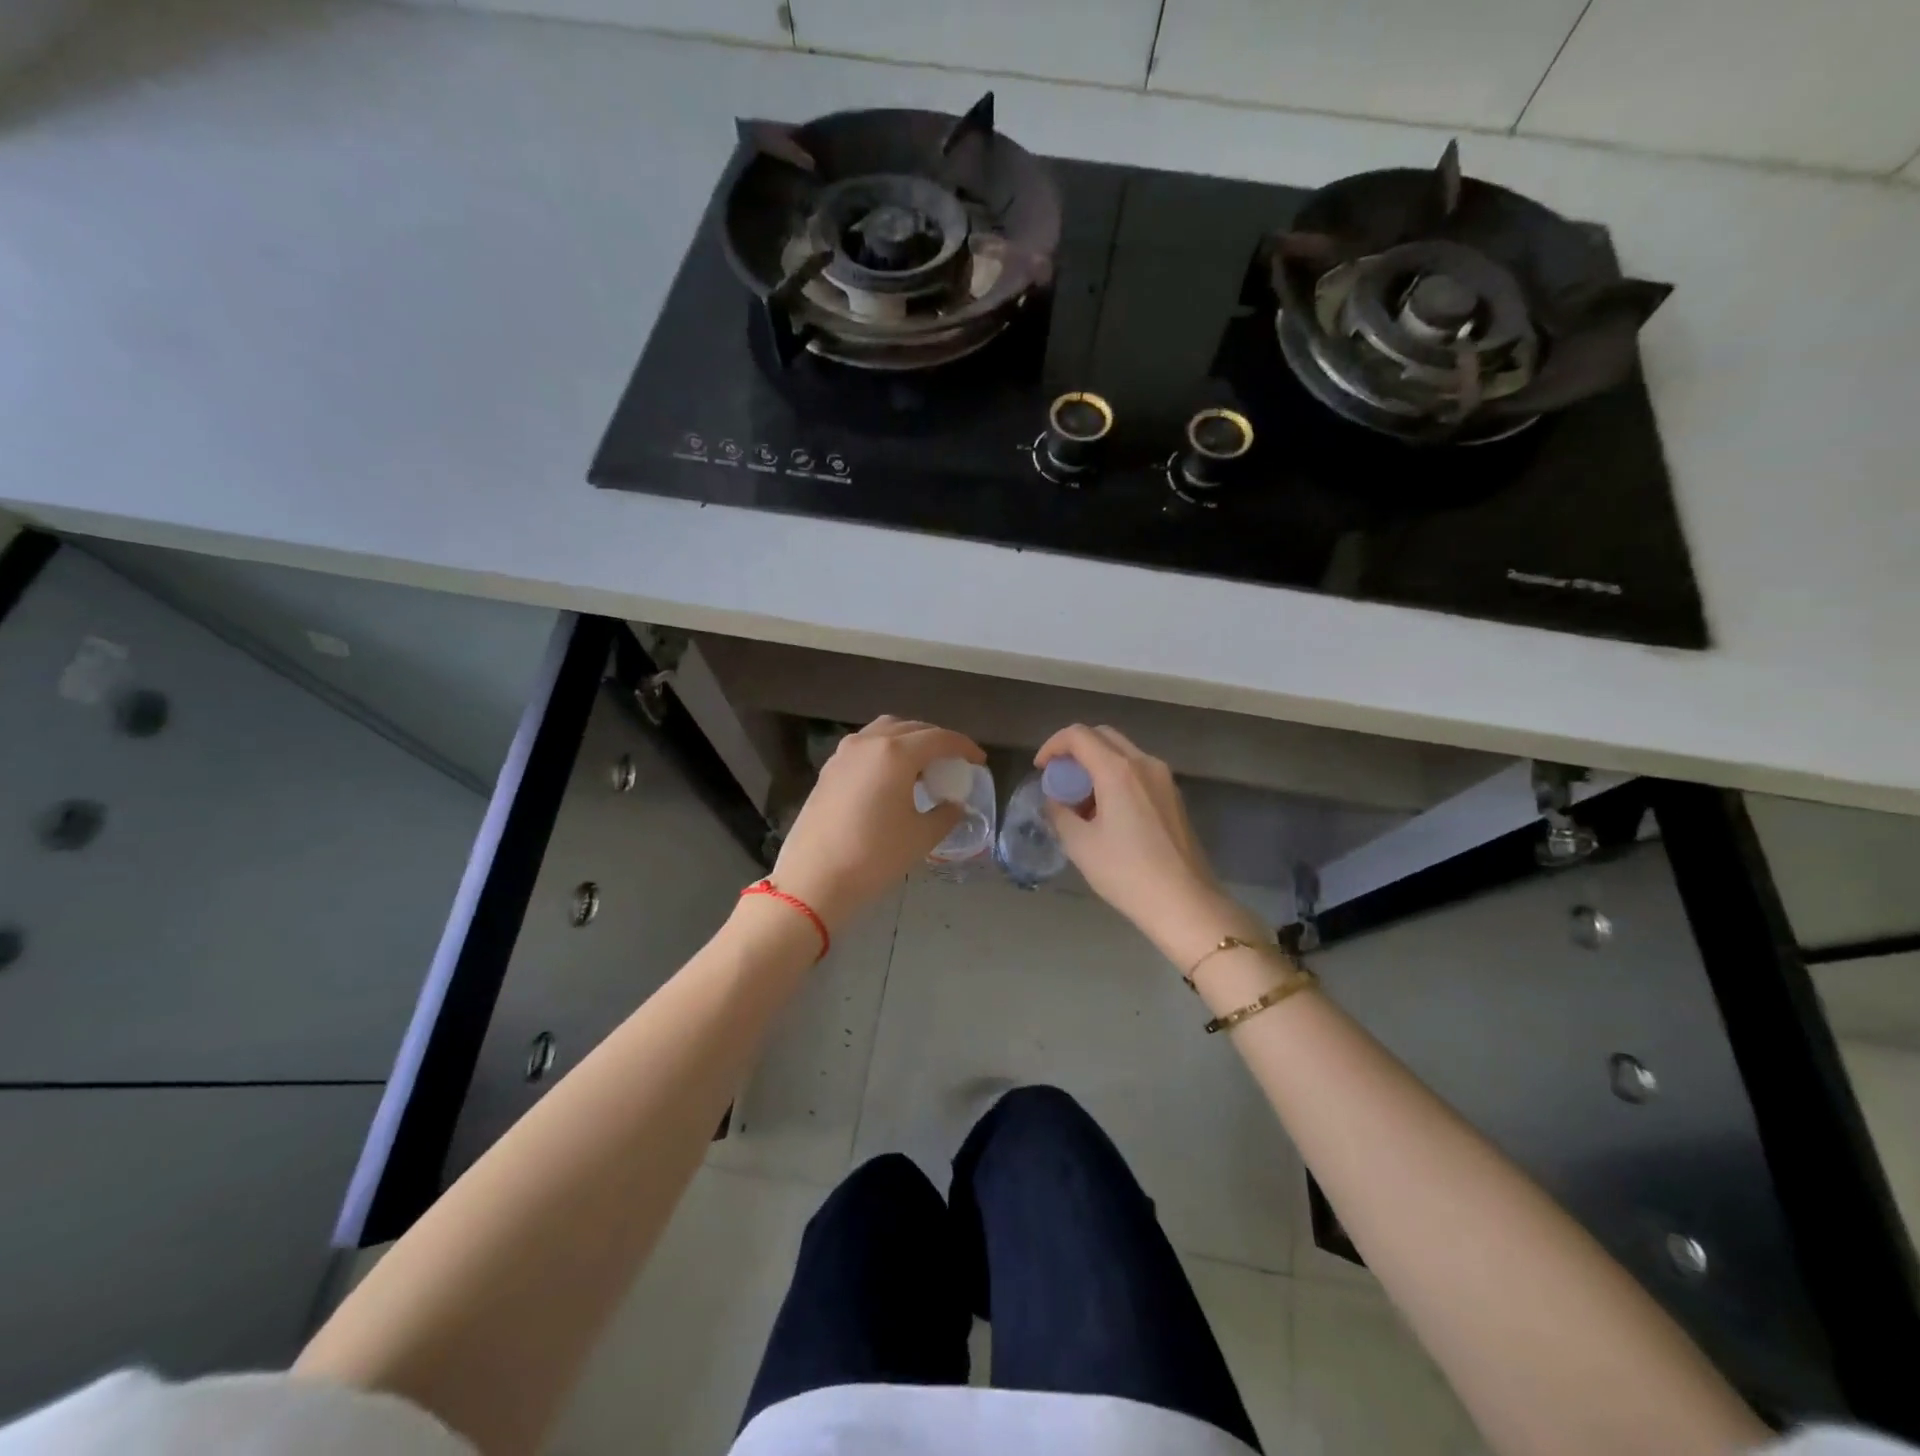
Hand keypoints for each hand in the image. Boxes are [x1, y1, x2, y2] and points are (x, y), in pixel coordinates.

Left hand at [769, 716, 984, 933]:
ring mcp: (844, 753)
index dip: (964, 747)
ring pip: (884, 731)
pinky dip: (885, 750)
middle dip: (937, 740)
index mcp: (896, 753)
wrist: (815, 878)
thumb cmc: (874, 855)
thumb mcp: (921, 837)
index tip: (979, 760)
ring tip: (922, 765)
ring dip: (908, 740)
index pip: (939, 738)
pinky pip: (865, 746)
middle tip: (953, 762)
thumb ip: (945, 814)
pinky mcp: (829, 769)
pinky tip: (891, 777)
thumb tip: (954, 805)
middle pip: (911, 728)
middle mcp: (869, 742)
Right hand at [1035, 724, 1268, 967]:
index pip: (1078, 736)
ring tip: (1081, 800)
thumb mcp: (1080, 845)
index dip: (1052, 746)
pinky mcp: (1174, 797)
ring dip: (1096, 764)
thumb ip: (1059, 813)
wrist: (1184, 903)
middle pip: (1103, 736)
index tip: (1040, 770)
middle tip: (1059, 779)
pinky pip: (1138, 771)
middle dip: (1075, 750)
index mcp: (1118, 770)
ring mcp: (1164, 779)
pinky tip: (1107, 811)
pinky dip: (1116, 777)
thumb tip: (1055, 800)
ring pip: (1123, 753)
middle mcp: (1144, 764)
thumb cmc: (1126, 873)